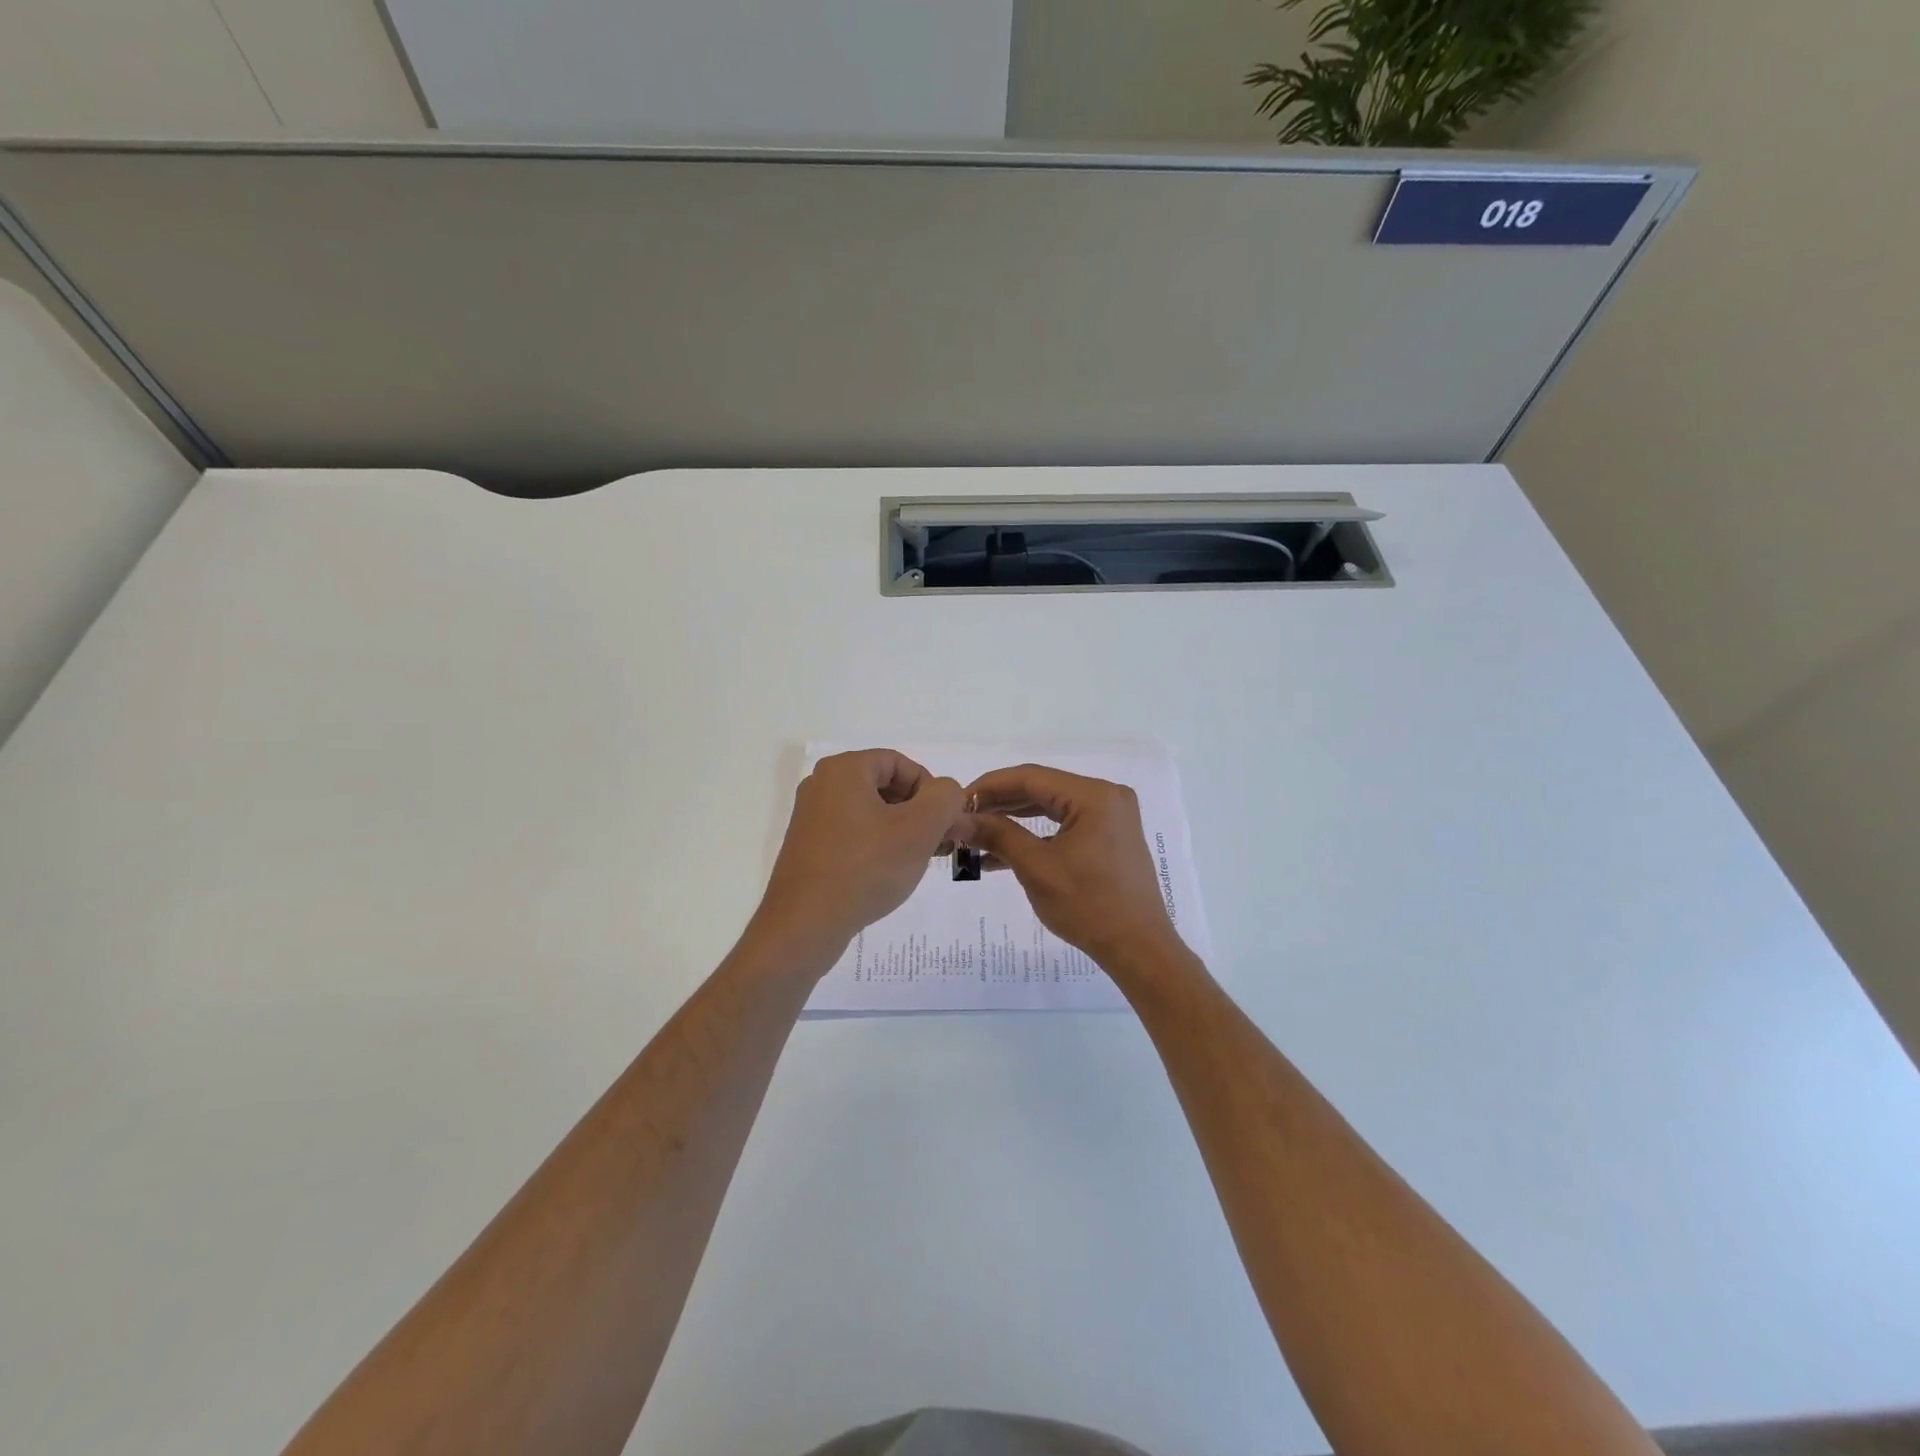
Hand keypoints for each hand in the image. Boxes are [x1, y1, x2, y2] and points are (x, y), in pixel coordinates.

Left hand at [753, 749, 965, 964]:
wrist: (805, 926)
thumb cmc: (865, 868)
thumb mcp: (920, 828)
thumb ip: (945, 798)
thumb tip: (946, 792)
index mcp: (844, 769)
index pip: (901, 764)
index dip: (930, 790)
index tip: (944, 824)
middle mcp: (822, 785)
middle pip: (886, 785)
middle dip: (918, 811)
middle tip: (937, 844)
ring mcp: (811, 817)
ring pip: (871, 812)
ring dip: (901, 831)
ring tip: (916, 861)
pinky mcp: (809, 847)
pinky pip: (853, 833)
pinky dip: (877, 846)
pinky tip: (888, 873)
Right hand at [959, 764, 1188, 973]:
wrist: (1139, 948)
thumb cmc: (1088, 906)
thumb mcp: (1036, 868)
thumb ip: (997, 835)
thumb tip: (958, 819)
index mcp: (1094, 795)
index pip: (1030, 777)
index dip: (989, 787)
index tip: (957, 803)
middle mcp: (1106, 796)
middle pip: (1041, 789)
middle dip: (999, 805)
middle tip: (963, 820)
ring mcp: (1111, 816)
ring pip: (1051, 807)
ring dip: (1014, 821)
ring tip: (976, 837)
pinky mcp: (1110, 836)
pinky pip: (1065, 825)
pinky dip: (1036, 836)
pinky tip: (1002, 853)